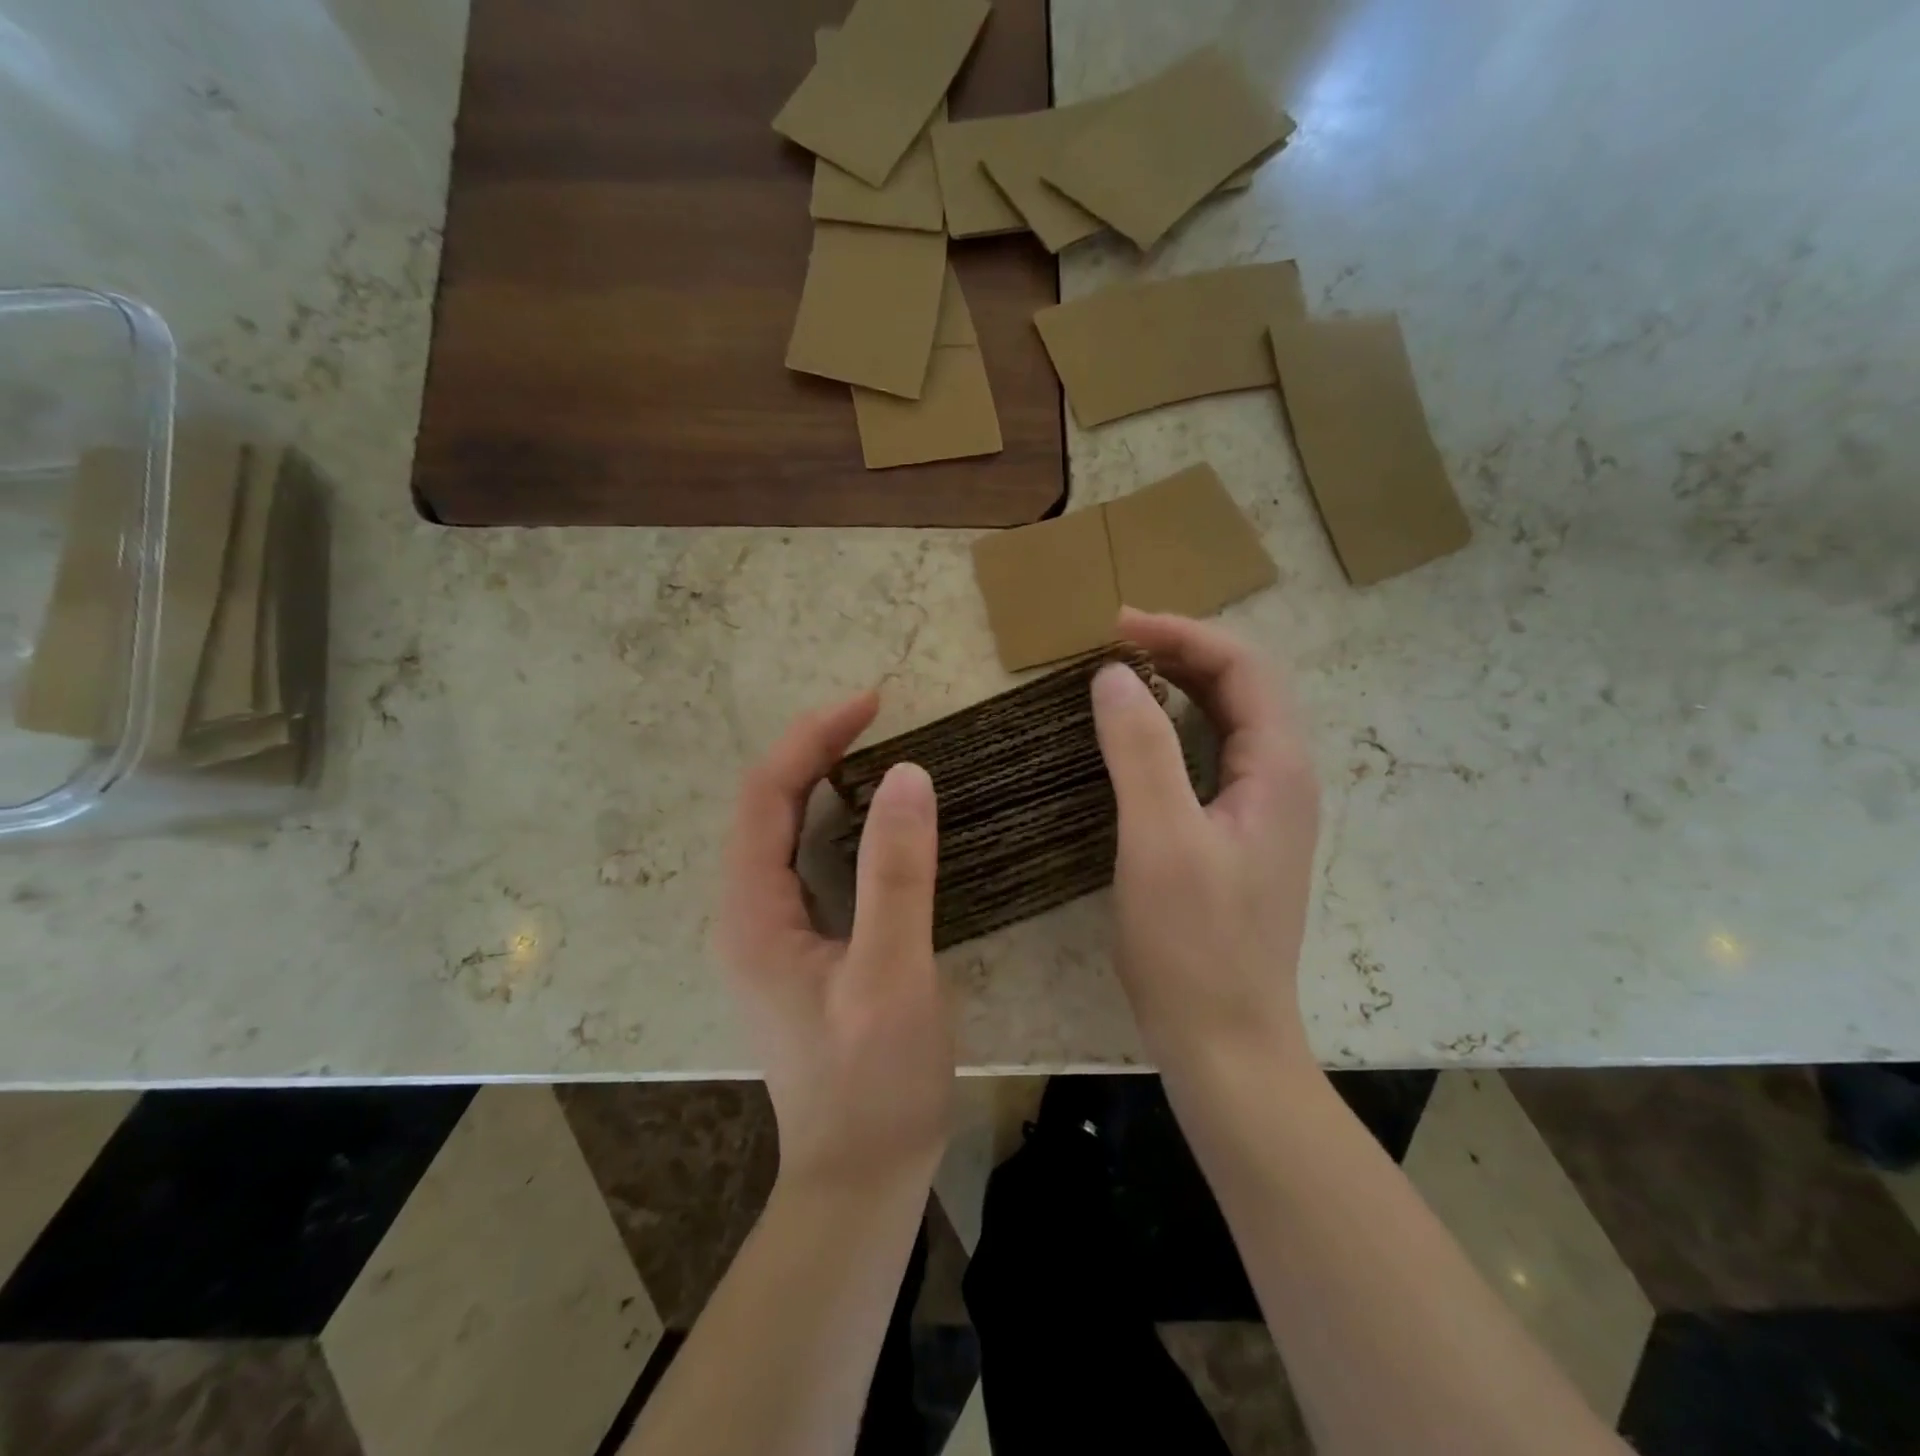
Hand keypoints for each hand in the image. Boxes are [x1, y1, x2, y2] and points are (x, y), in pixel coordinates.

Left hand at [717, 692, 954, 1194]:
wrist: (860, 1176)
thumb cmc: (875, 1082)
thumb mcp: (892, 975)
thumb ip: (898, 874)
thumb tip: (908, 775)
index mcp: (753, 914)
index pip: (766, 795)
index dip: (812, 738)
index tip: (871, 703)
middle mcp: (746, 915)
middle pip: (766, 806)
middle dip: (814, 750)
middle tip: (876, 716)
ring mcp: (768, 934)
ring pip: (782, 832)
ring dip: (820, 781)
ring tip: (873, 749)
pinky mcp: (797, 949)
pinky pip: (805, 862)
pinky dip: (834, 821)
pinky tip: (872, 818)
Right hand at [1092, 609, 1320, 1079]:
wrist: (1224, 1041)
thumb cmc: (1194, 943)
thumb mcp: (1160, 839)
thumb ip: (1140, 750)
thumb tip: (1113, 675)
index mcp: (1279, 769)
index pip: (1243, 668)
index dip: (1183, 635)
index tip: (1117, 626)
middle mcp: (1282, 780)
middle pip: (1241, 687)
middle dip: (1181, 651)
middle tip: (1113, 642)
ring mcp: (1261, 811)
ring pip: (1226, 722)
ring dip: (1179, 686)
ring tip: (1121, 674)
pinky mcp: (1234, 836)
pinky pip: (1210, 758)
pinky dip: (1173, 729)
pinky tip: (1137, 737)